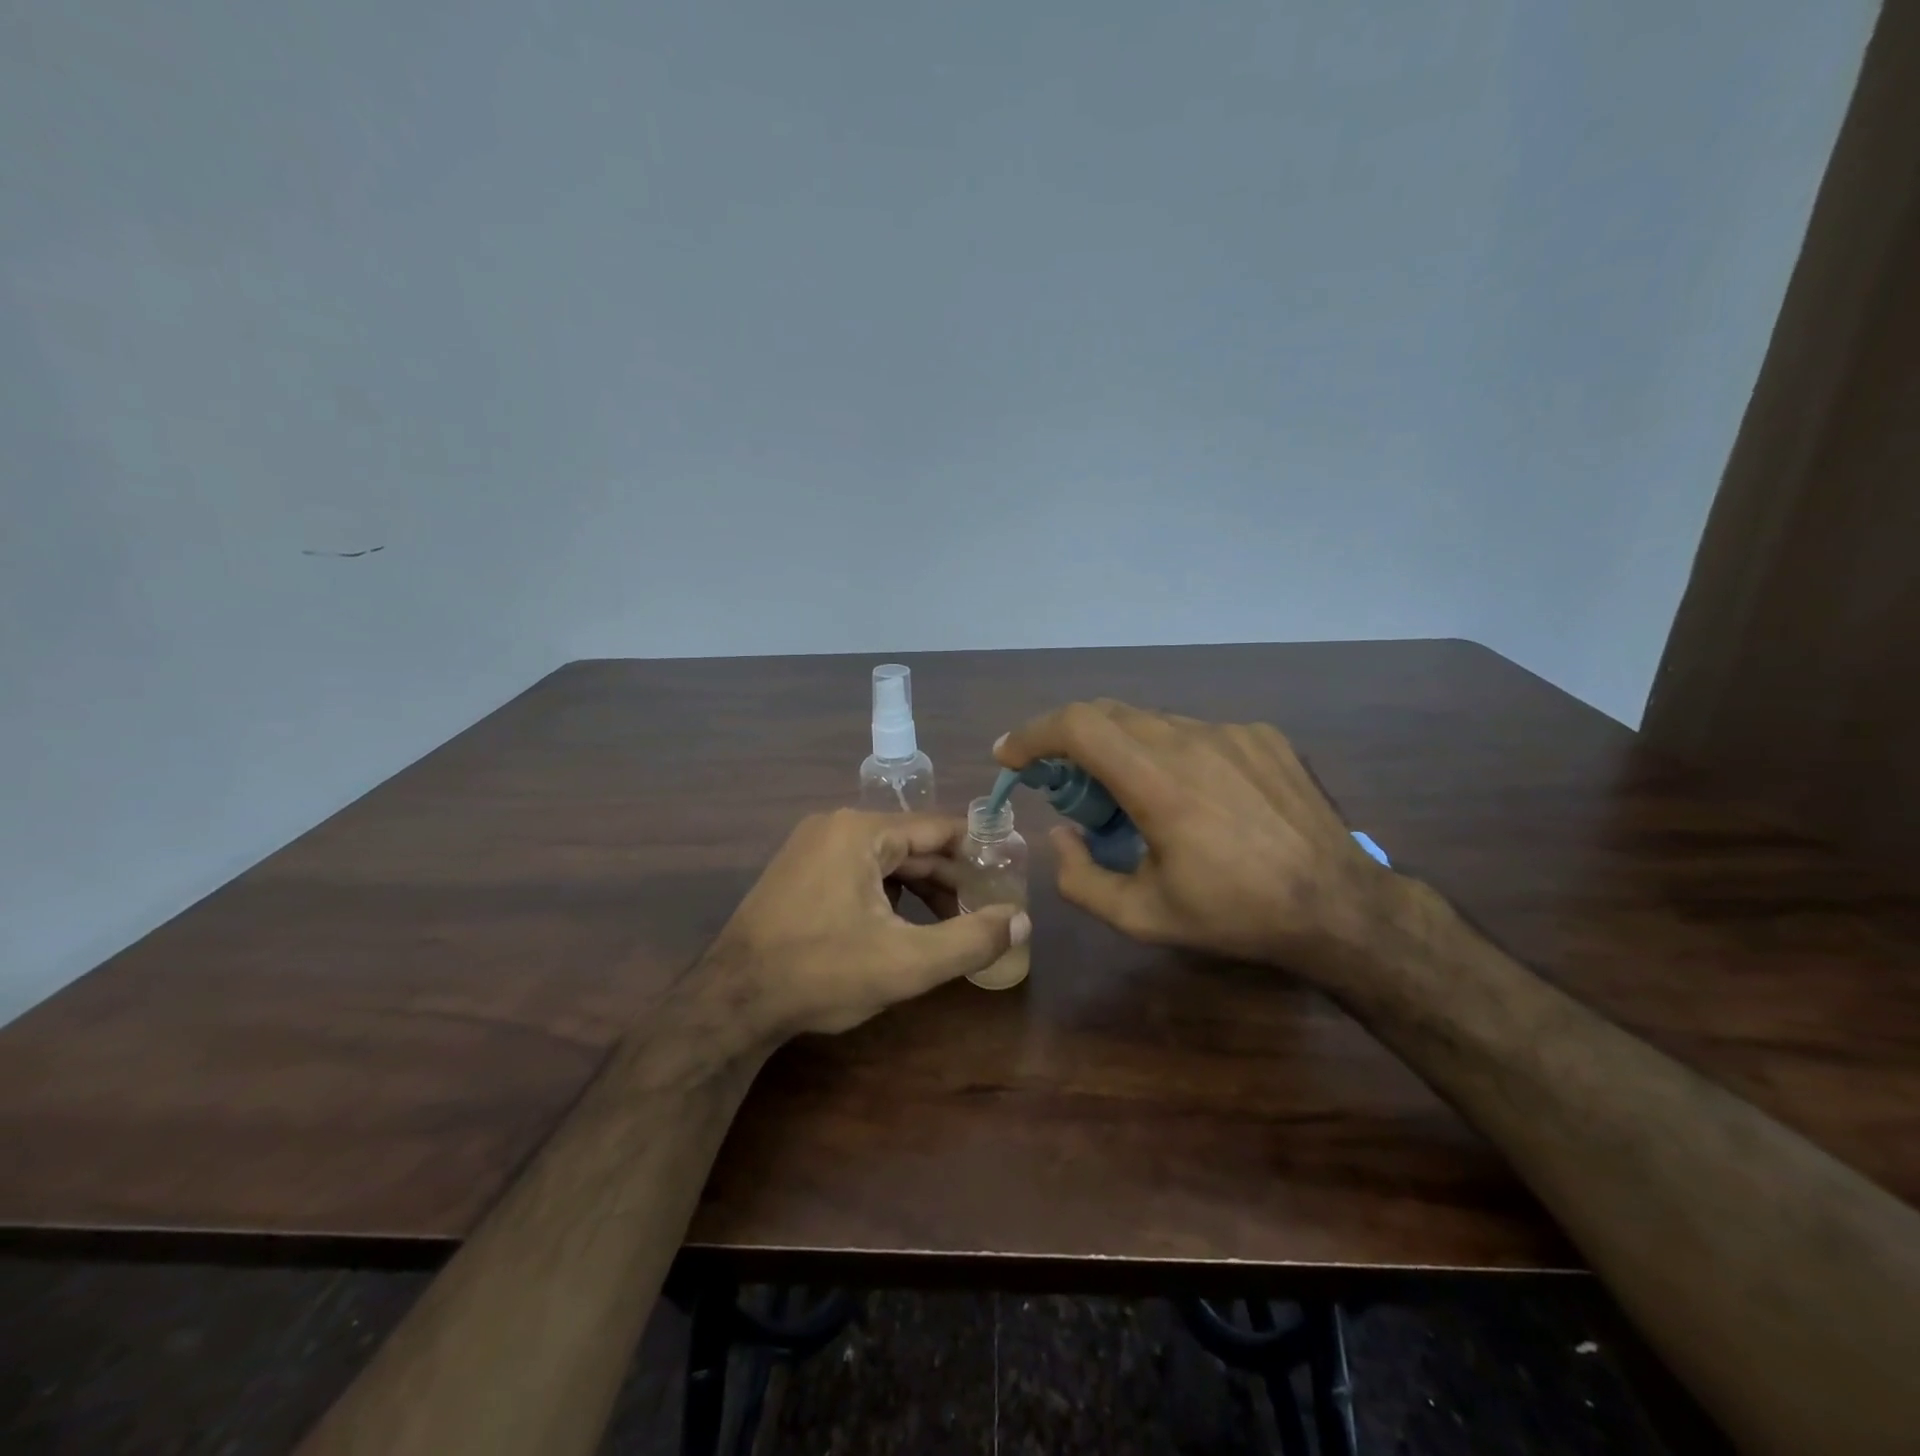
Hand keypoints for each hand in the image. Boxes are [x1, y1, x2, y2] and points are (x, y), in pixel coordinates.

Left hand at [706, 809, 1029, 1038]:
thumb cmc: (822, 972)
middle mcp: (835, 826)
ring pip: (884, 861)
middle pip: (911, 846)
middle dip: (949, 879)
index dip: (978, 853)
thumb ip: (971, 940)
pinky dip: (886, 894)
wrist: (732, 1000)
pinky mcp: (798, 871)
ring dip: (919, 890)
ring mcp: (811, 847)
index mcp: (862, 831)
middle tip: (982, 912)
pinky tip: (900, 927)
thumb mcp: (907, 963)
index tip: (1006, 879)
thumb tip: (1021, 920)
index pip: (939, 828)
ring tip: (949, 925)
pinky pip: (857, 871)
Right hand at [994, 701, 1395, 981]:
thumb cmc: (1235, 915)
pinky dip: (1169, 753)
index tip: (1010, 757)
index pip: (1078, 726)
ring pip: (1151, 722)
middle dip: (1068, 741)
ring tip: (1131, 796)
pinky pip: (1195, 731)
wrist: (1341, 906)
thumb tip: (1060, 833)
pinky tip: (1193, 795)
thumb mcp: (1143, 917)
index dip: (1032, 733)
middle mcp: (1192, 741)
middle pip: (1106, 713)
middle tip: (1063, 783)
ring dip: (1120, 748)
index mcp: (1160, 785)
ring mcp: (1232, 732)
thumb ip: (1081, 878)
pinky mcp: (1261, 735)